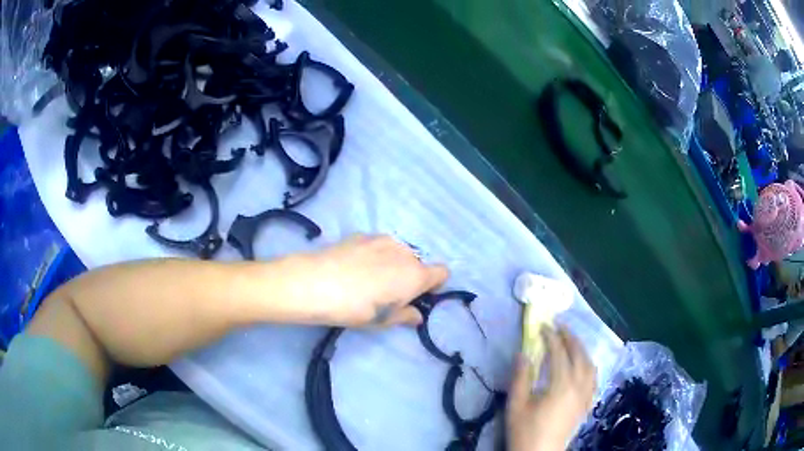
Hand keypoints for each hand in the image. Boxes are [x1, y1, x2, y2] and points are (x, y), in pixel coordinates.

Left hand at [292, 235, 448, 326]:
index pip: (442, 273)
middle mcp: (404, 252)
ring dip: (391, 263)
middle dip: (409, 276)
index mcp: (416, 275)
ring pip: (397, 252)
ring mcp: (382, 239)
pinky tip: (352, 267)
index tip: (418, 296)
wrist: (317, 283)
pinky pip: (377, 246)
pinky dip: (372, 255)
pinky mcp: (362, 234)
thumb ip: (406, 316)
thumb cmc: (357, 308)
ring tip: (367, 278)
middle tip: (387, 292)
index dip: (434, 285)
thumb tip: (417, 315)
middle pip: (417, 263)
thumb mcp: (384, 320)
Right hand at [507, 326, 596, 450]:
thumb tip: (523, 353)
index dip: (552, 337)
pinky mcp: (586, 404)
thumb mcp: (517, 405)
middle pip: (579, 355)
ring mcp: (585, 395)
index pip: (559, 354)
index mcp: (562, 385)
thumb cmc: (525, 431)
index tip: (544, 326)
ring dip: (582, 350)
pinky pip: (594, 378)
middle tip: (559, 327)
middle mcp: (579, 386)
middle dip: (570, 338)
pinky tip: (582, 366)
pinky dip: (589, 365)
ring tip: (571, 342)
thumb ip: (521, 378)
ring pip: (590, 365)